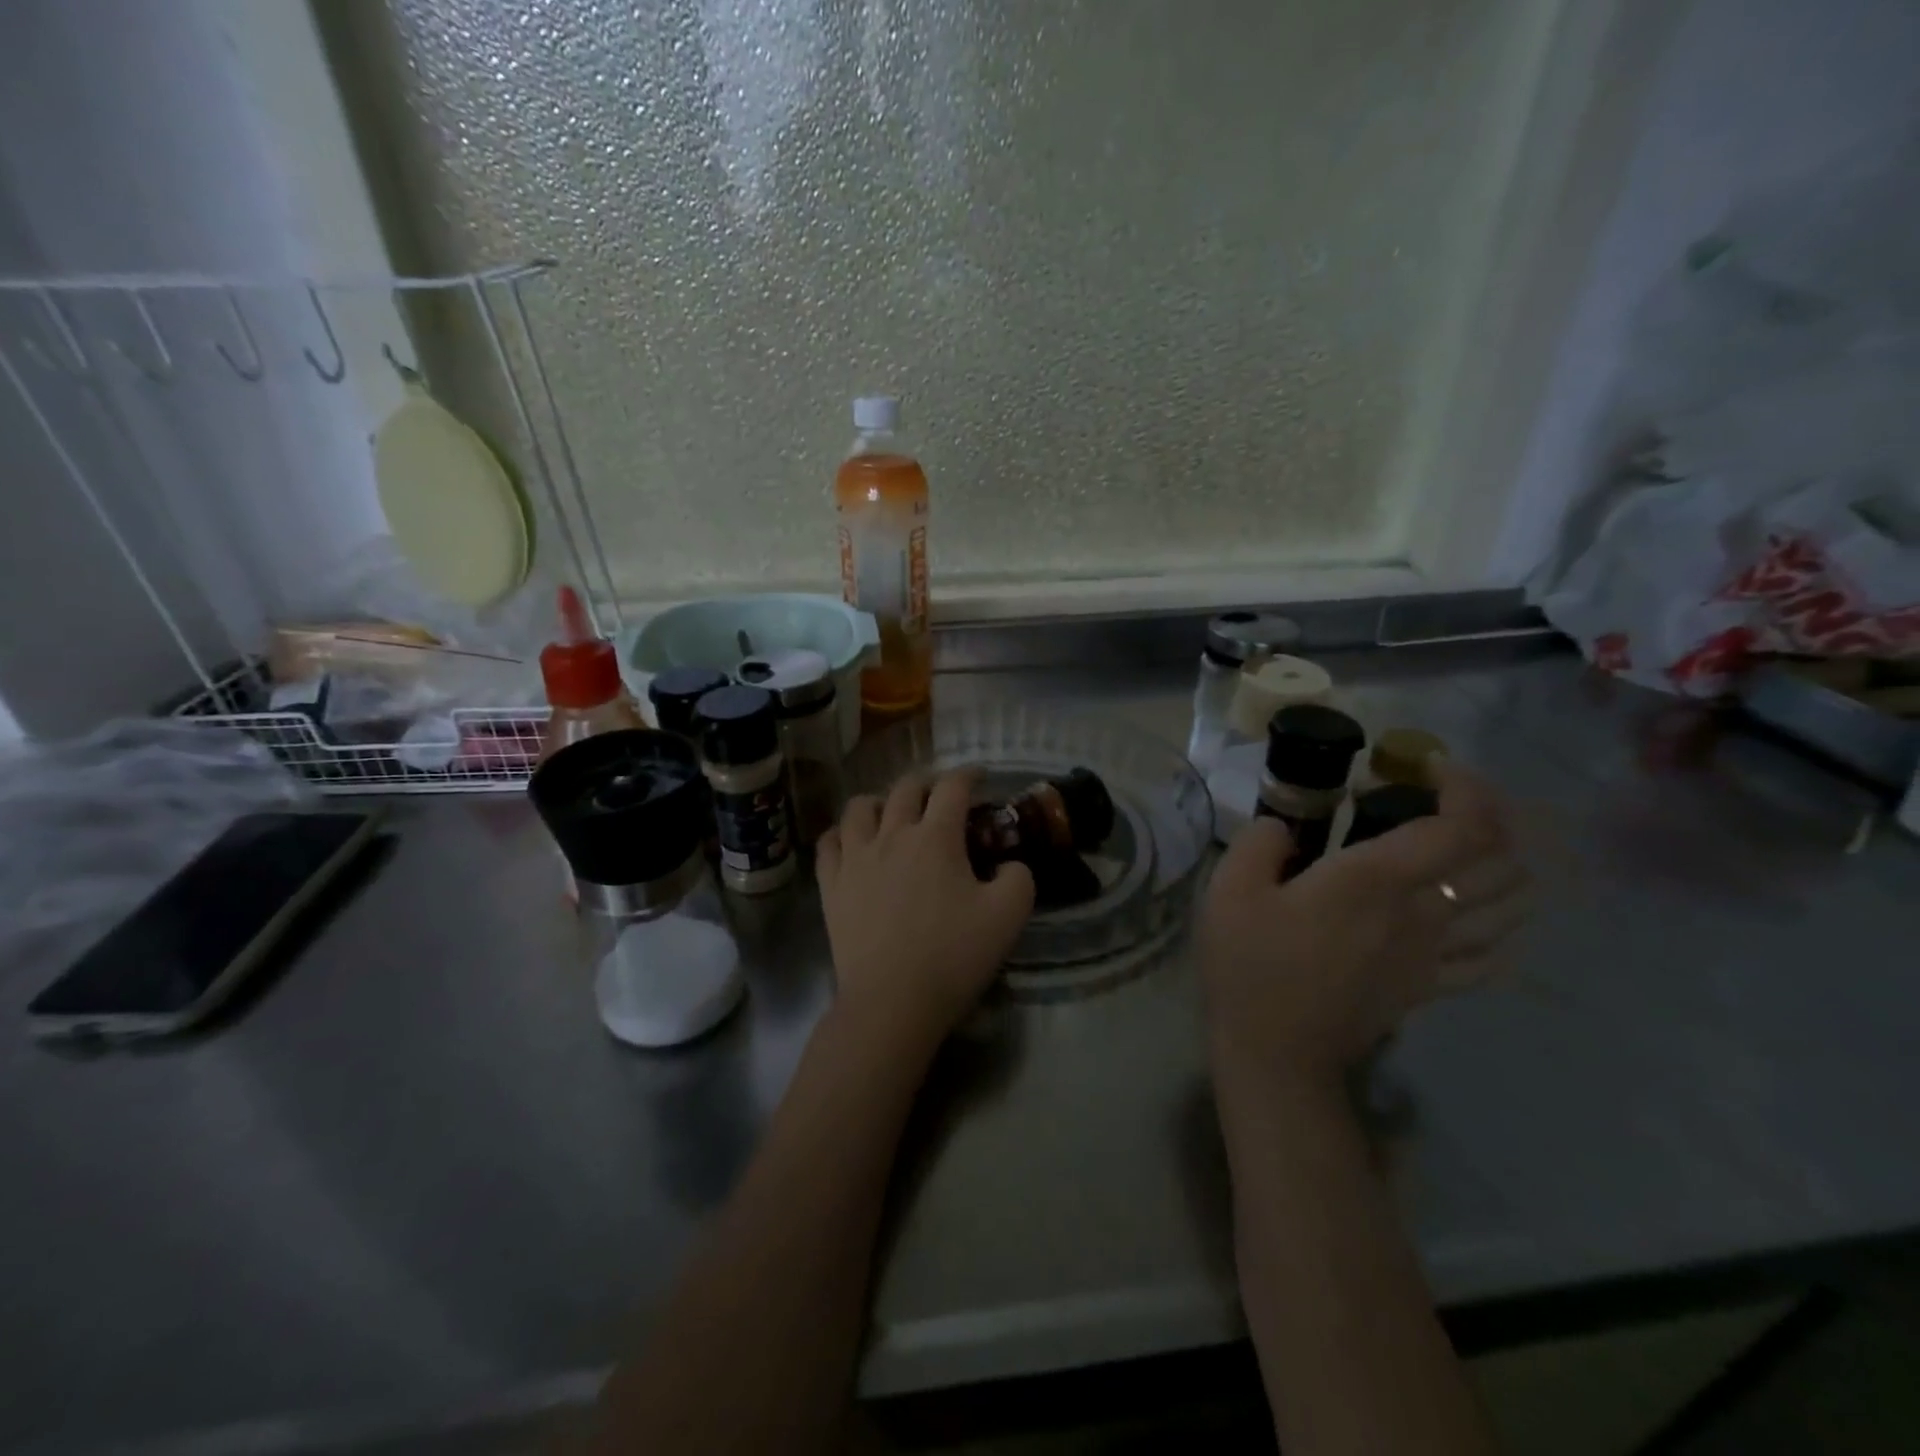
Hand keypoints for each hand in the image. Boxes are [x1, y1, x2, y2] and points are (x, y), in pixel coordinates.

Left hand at [817, 770, 1035, 1055]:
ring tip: (891, 812)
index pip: (952, 787)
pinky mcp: (831, 885)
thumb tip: (1008, 865)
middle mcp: (892, 835)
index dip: (968, 774)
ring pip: (859, 807)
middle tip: (940, 795)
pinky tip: (851, 841)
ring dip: (880, 801)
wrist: (892, 1001)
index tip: (979, 777)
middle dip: (927, 783)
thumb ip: (1019, 878)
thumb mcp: (1008, 916)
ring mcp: (855, 858)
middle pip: (905, 788)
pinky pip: (829, 842)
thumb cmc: (953, 956)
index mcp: (936, 837)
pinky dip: (842, 833)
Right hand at [1199, 760, 1528, 1088]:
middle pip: (1500, 861)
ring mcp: (1433, 955)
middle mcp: (1421, 913)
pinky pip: (1493, 958)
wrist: (1275, 1050)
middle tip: (1449, 800)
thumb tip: (1282, 828)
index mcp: (1375, 881)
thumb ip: (1259, 842)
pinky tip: (1485, 917)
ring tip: (1471, 847)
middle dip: (1493, 818)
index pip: (1461, 827)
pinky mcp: (1429, 988)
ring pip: (1509, 907)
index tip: (1432, 767)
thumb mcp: (1230, 889)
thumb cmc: (1250, 964)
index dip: (1466, 789)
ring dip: (1506, 867)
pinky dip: (1504, 929)